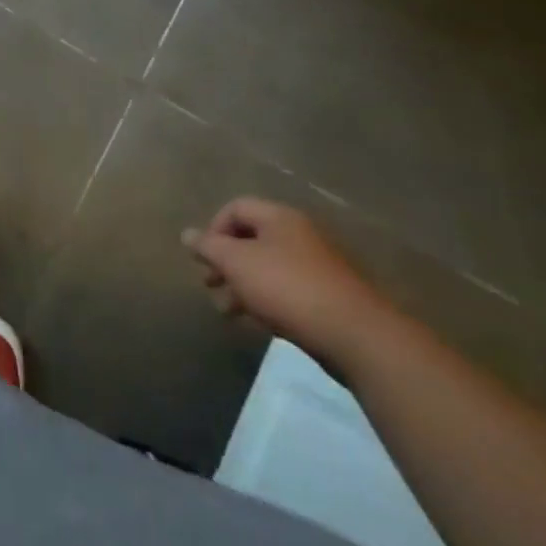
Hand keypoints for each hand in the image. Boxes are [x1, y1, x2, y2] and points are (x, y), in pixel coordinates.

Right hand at [183, 198, 392, 366]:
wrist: (358, 337)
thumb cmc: (288, 288)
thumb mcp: (237, 263)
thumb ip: (208, 246)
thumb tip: (187, 234)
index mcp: (279, 217)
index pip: (235, 208)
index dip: (212, 229)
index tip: (204, 259)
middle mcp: (300, 234)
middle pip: (251, 239)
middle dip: (225, 262)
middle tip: (210, 286)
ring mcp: (318, 266)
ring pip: (268, 267)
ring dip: (243, 285)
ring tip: (229, 312)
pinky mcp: (330, 297)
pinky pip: (288, 289)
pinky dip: (268, 300)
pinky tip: (261, 322)